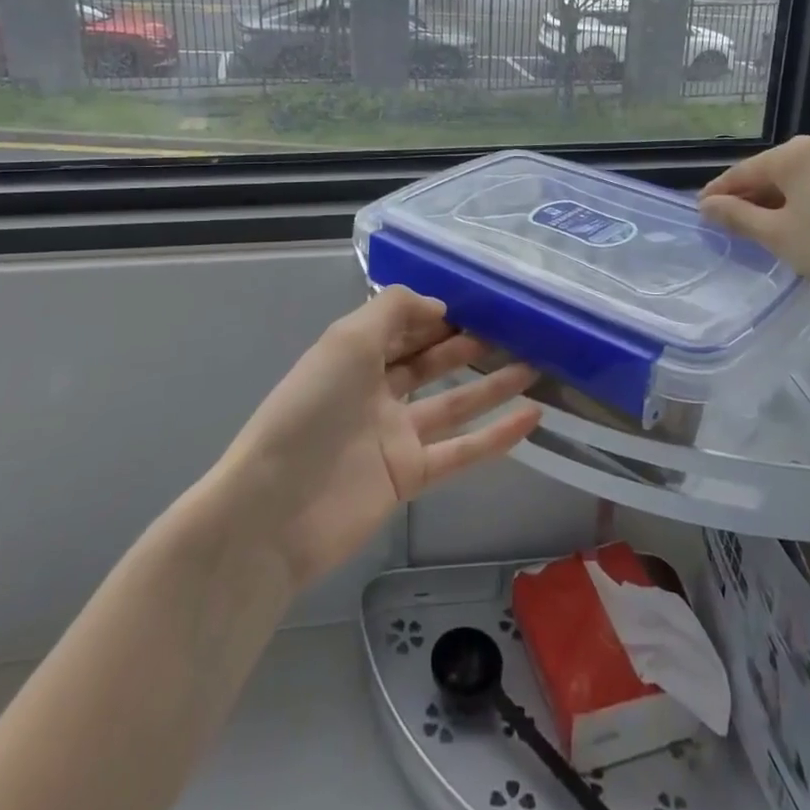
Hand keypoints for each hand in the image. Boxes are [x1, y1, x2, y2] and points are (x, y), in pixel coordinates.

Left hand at [219, 287, 540, 591]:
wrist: (276, 508)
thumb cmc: (310, 409)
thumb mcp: (347, 340)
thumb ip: (393, 310)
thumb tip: (439, 305)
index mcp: (354, 356)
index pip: (401, 326)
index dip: (435, 312)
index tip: (478, 301)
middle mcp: (376, 392)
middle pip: (429, 362)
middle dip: (466, 344)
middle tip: (514, 329)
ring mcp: (394, 436)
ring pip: (453, 404)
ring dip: (492, 385)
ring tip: (533, 364)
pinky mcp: (409, 476)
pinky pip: (461, 451)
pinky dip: (496, 435)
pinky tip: (531, 416)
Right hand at [698, 135, 809, 315]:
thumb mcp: (776, 235)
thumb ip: (736, 215)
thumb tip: (708, 205)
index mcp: (798, 153)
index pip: (745, 172)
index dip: (720, 193)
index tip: (702, 209)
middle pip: (777, 172)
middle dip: (754, 196)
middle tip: (733, 223)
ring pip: (807, 179)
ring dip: (785, 199)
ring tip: (771, 228)